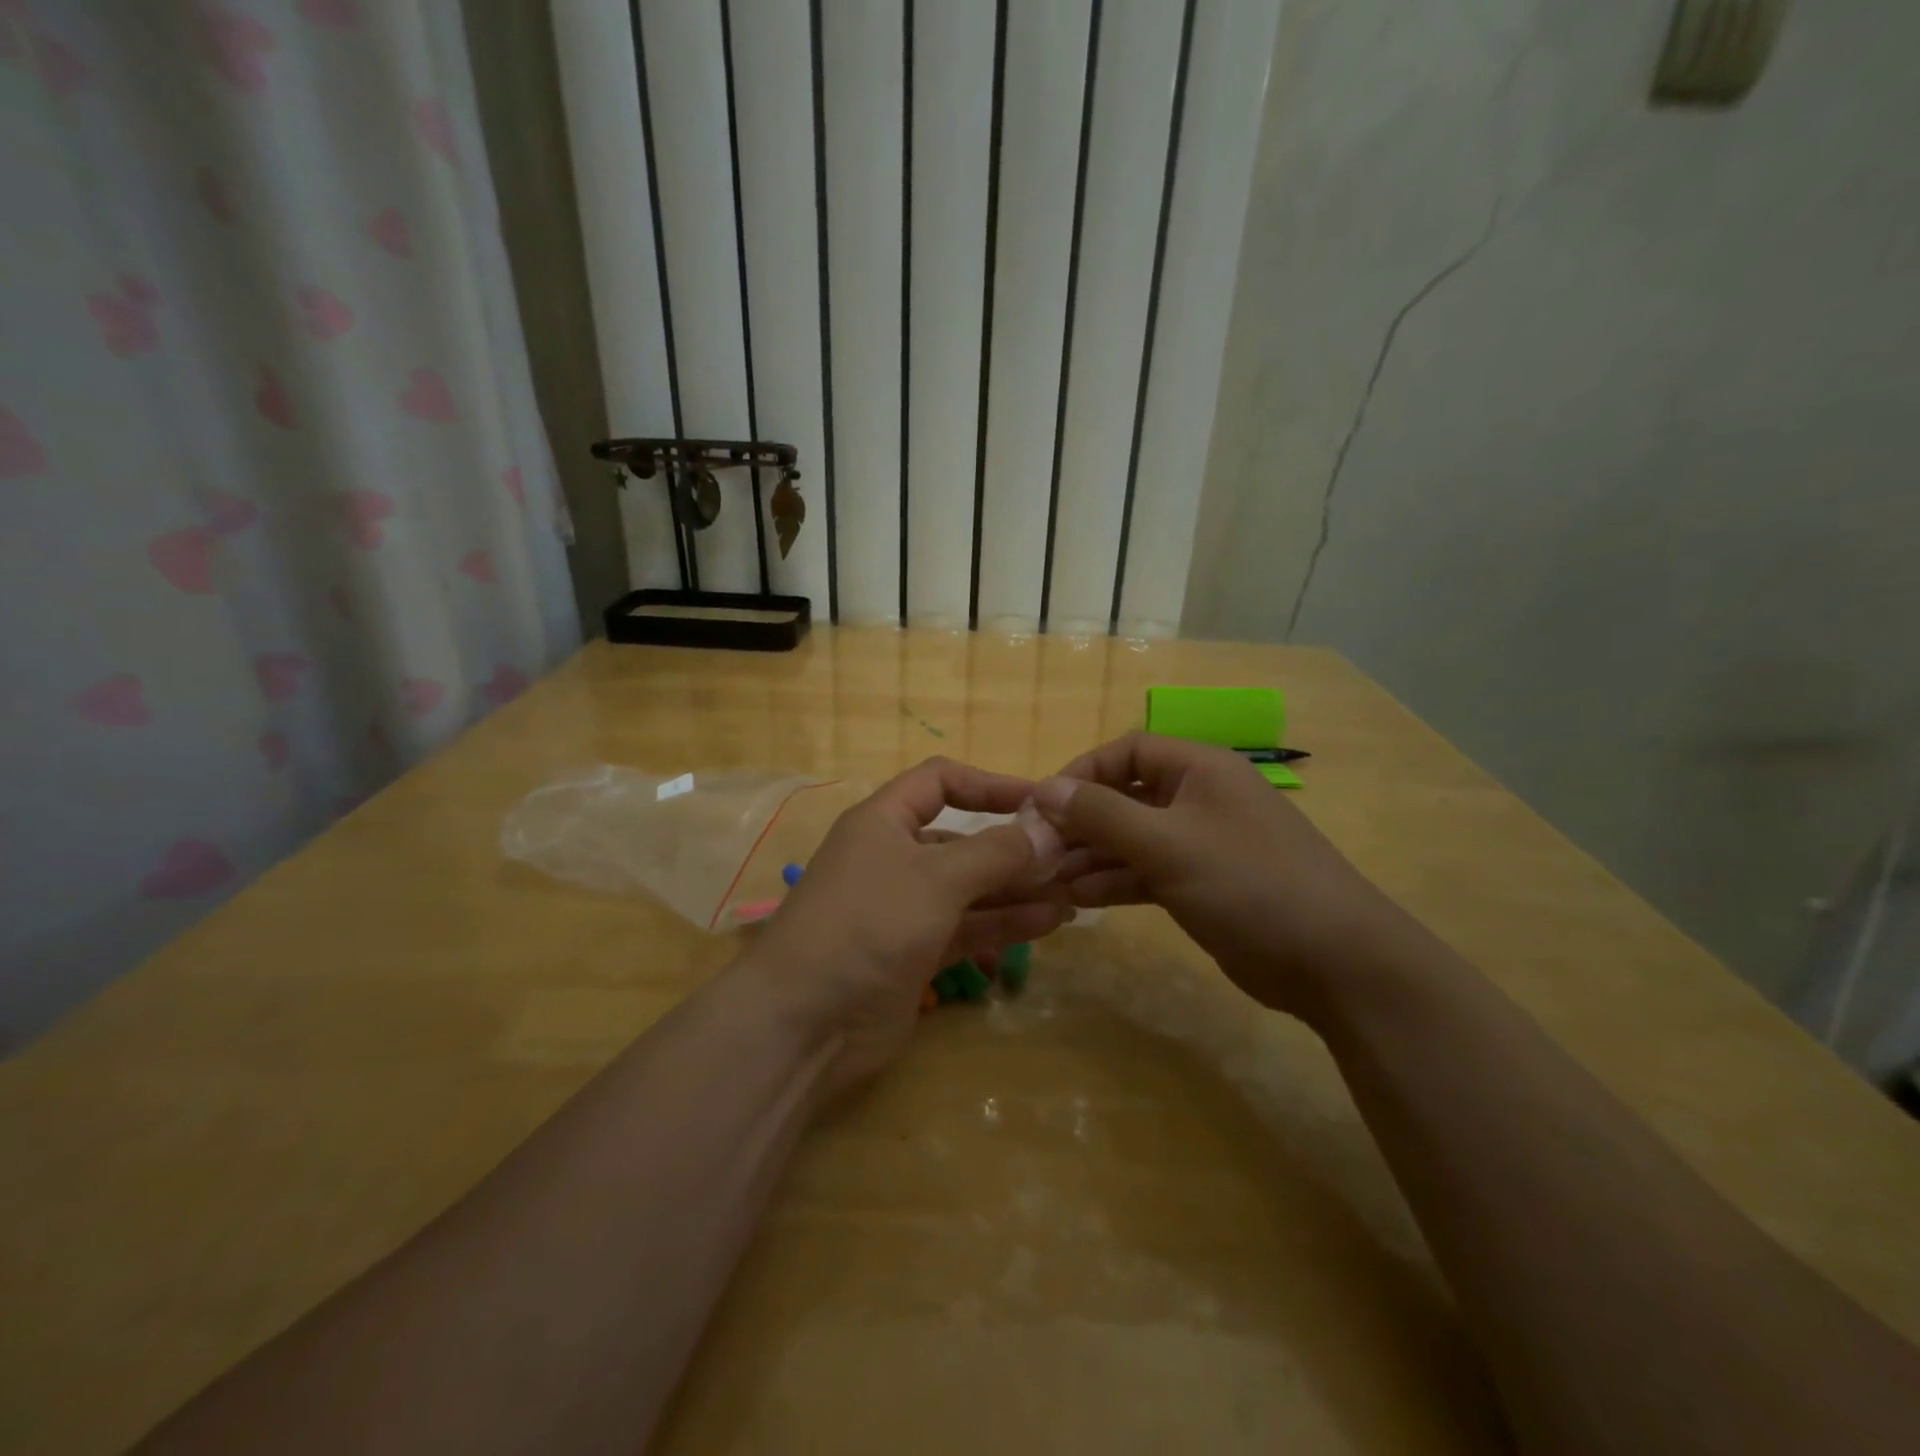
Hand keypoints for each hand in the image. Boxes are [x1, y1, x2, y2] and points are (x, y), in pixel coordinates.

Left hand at [742, 758, 1068, 1093]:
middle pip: (963, 841)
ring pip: (970, 889)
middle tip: (1072, 858)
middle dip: (1015, 848)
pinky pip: (967, 928)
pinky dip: (1004, 924)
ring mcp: (904, 909)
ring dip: (1018, 890)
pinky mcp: (915, 954)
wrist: (805, 1023)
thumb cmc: (868, 924)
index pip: (940, 782)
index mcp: (884, 822)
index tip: (1040, 800)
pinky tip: (1049, 923)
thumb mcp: (936, 878)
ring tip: (1074, 892)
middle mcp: (894, 858)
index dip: (989, 784)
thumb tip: (1047, 829)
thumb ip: (996, 852)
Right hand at [1033, 732, 1398, 1018]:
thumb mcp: (1167, 844)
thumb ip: (1101, 814)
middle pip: (1126, 797)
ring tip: (1049, 880)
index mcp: (1199, 769)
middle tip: (1038, 852)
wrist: (1334, 961)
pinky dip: (1116, 881)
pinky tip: (1080, 898)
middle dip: (1081, 822)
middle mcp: (1199, 798)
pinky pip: (1148, 871)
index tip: (1043, 806)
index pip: (1126, 751)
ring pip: (1133, 839)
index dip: (1081, 773)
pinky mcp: (1203, 884)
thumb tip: (1045, 789)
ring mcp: (1202, 843)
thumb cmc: (1248, 883)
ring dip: (1092, 856)